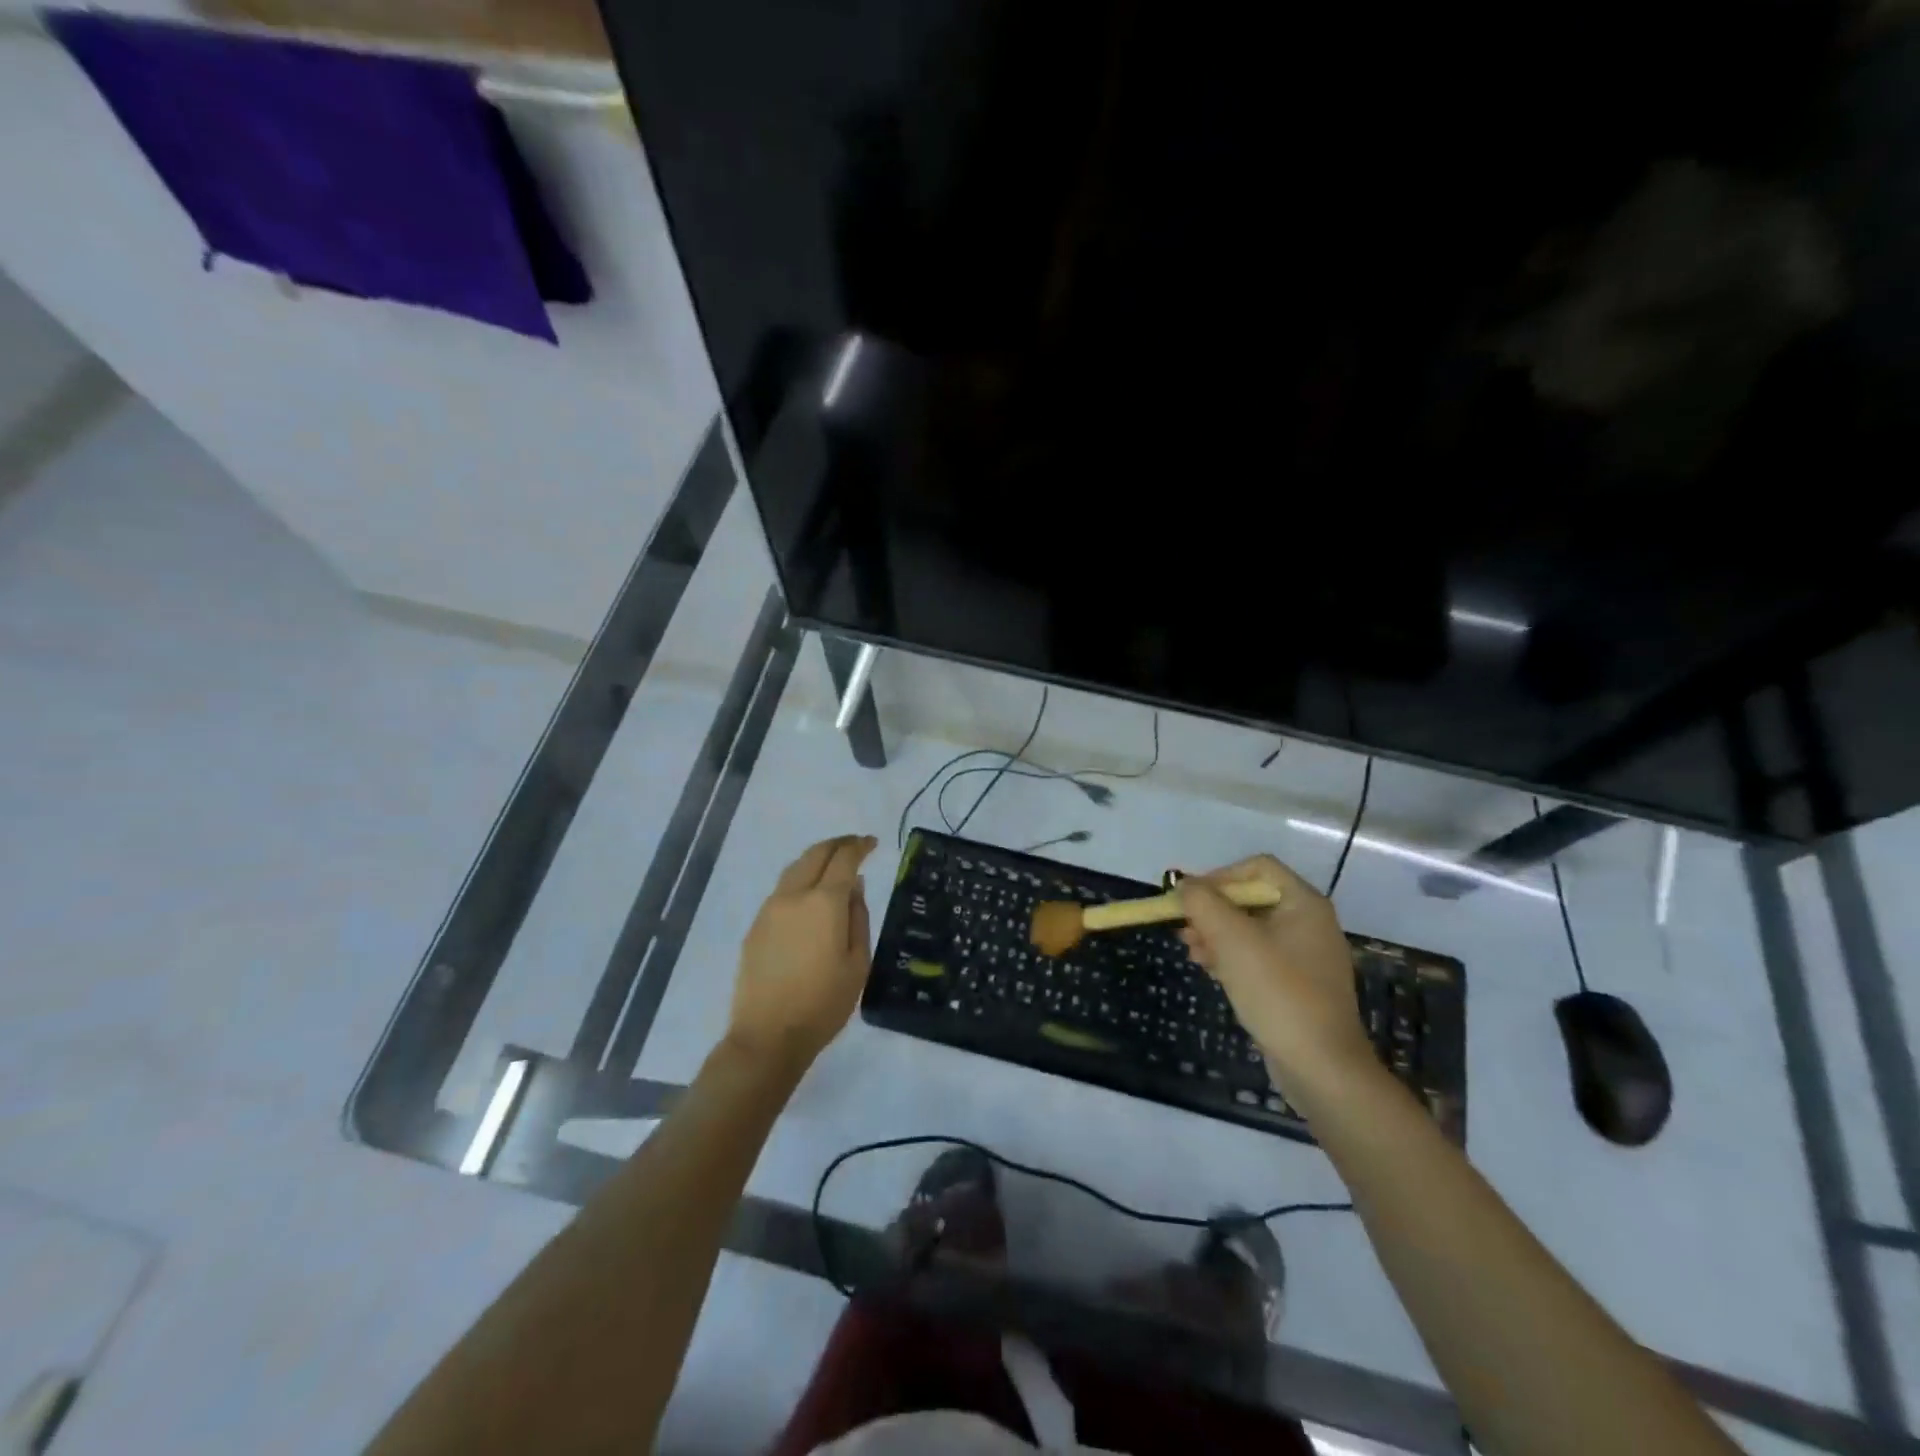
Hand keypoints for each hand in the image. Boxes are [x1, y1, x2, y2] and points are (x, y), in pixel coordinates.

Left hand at [727, 834, 877, 1072]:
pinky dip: (800, 879)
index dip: (860, 846)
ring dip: (816, 859)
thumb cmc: (824, 1003)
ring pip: (794, 868)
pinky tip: (810, 895)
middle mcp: (793, 896)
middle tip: (855, 845)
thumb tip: (854, 886)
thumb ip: (858, 917)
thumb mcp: (858, 963)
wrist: (768, 1036)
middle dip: (837, 844)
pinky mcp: (756, 926)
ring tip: (833, 865)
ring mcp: (770, 910)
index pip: (844, 859)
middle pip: (815, 854)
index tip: (873, 843)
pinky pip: (782, 890)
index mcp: (823, 903)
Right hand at [1178, 855, 1375, 1101]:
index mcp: (1304, 904)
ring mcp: (1306, 957)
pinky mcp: (1298, 986)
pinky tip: (1209, 970)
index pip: (1257, 867)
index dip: (1219, 876)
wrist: (1322, 1068)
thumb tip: (1183, 883)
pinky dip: (1232, 957)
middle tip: (1184, 930)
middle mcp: (1310, 923)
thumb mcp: (1232, 940)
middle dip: (1212, 911)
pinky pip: (1259, 957)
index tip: (1190, 900)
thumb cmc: (1278, 992)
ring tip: (1191, 952)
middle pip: (1251, 899)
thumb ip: (1203, 903)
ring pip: (1251, 930)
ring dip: (1216, 935)